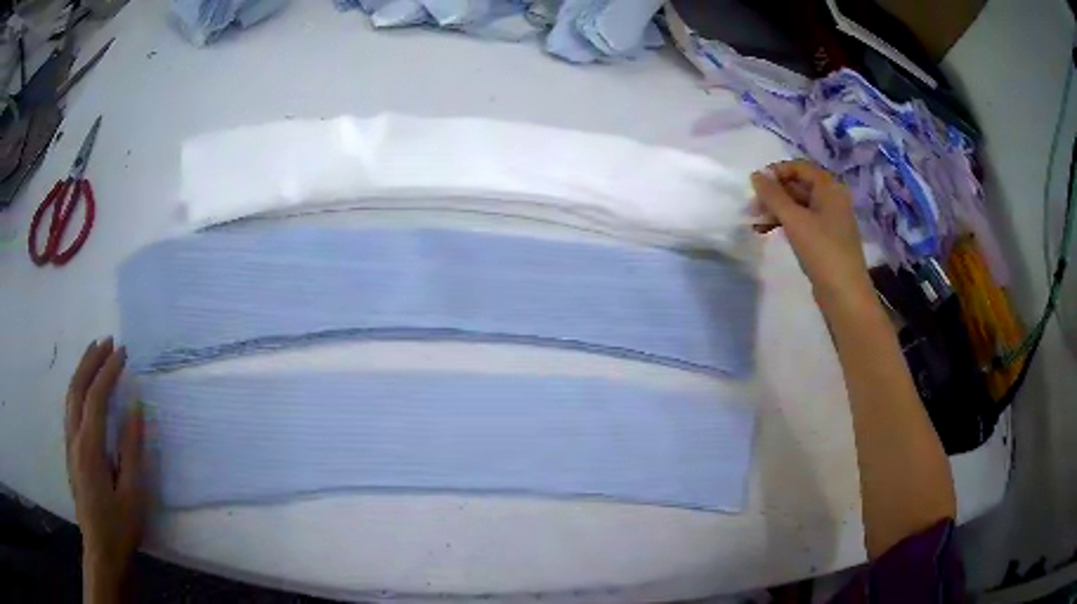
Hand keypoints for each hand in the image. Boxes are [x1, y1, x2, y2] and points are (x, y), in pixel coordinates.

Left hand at [66, 338, 144, 600]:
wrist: (102, 552)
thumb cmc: (120, 527)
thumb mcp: (132, 495)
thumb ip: (132, 450)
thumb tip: (136, 409)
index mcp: (89, 448)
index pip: (96, 398)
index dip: (109, 371)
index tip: (123, 352)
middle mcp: (74, 439)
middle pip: (77, 388)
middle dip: (91, 360)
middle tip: (107, 341)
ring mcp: (70, 445)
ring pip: (70, 396)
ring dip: (82, 370)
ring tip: (95, 353)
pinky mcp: (71, 452)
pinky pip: (71, 409)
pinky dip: (78, 388)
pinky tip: (86, 388)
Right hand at [751, 160, 873, 308]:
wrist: (844, 295)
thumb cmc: (822, 251)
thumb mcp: (795, 220)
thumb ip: (773, 196)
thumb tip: (756, 175)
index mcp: (829, 188)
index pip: (799, 167)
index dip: (776, 172)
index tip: (755, 186)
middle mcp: (831, 199)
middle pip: (798, 185)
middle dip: (773, 194)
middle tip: (752, 208)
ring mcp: (829, 220)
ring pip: (798, 205)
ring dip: (776, 210)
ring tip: (755, 223)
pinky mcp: (825, 238)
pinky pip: (802, 221)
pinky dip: (785, 223)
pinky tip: (768, 231)